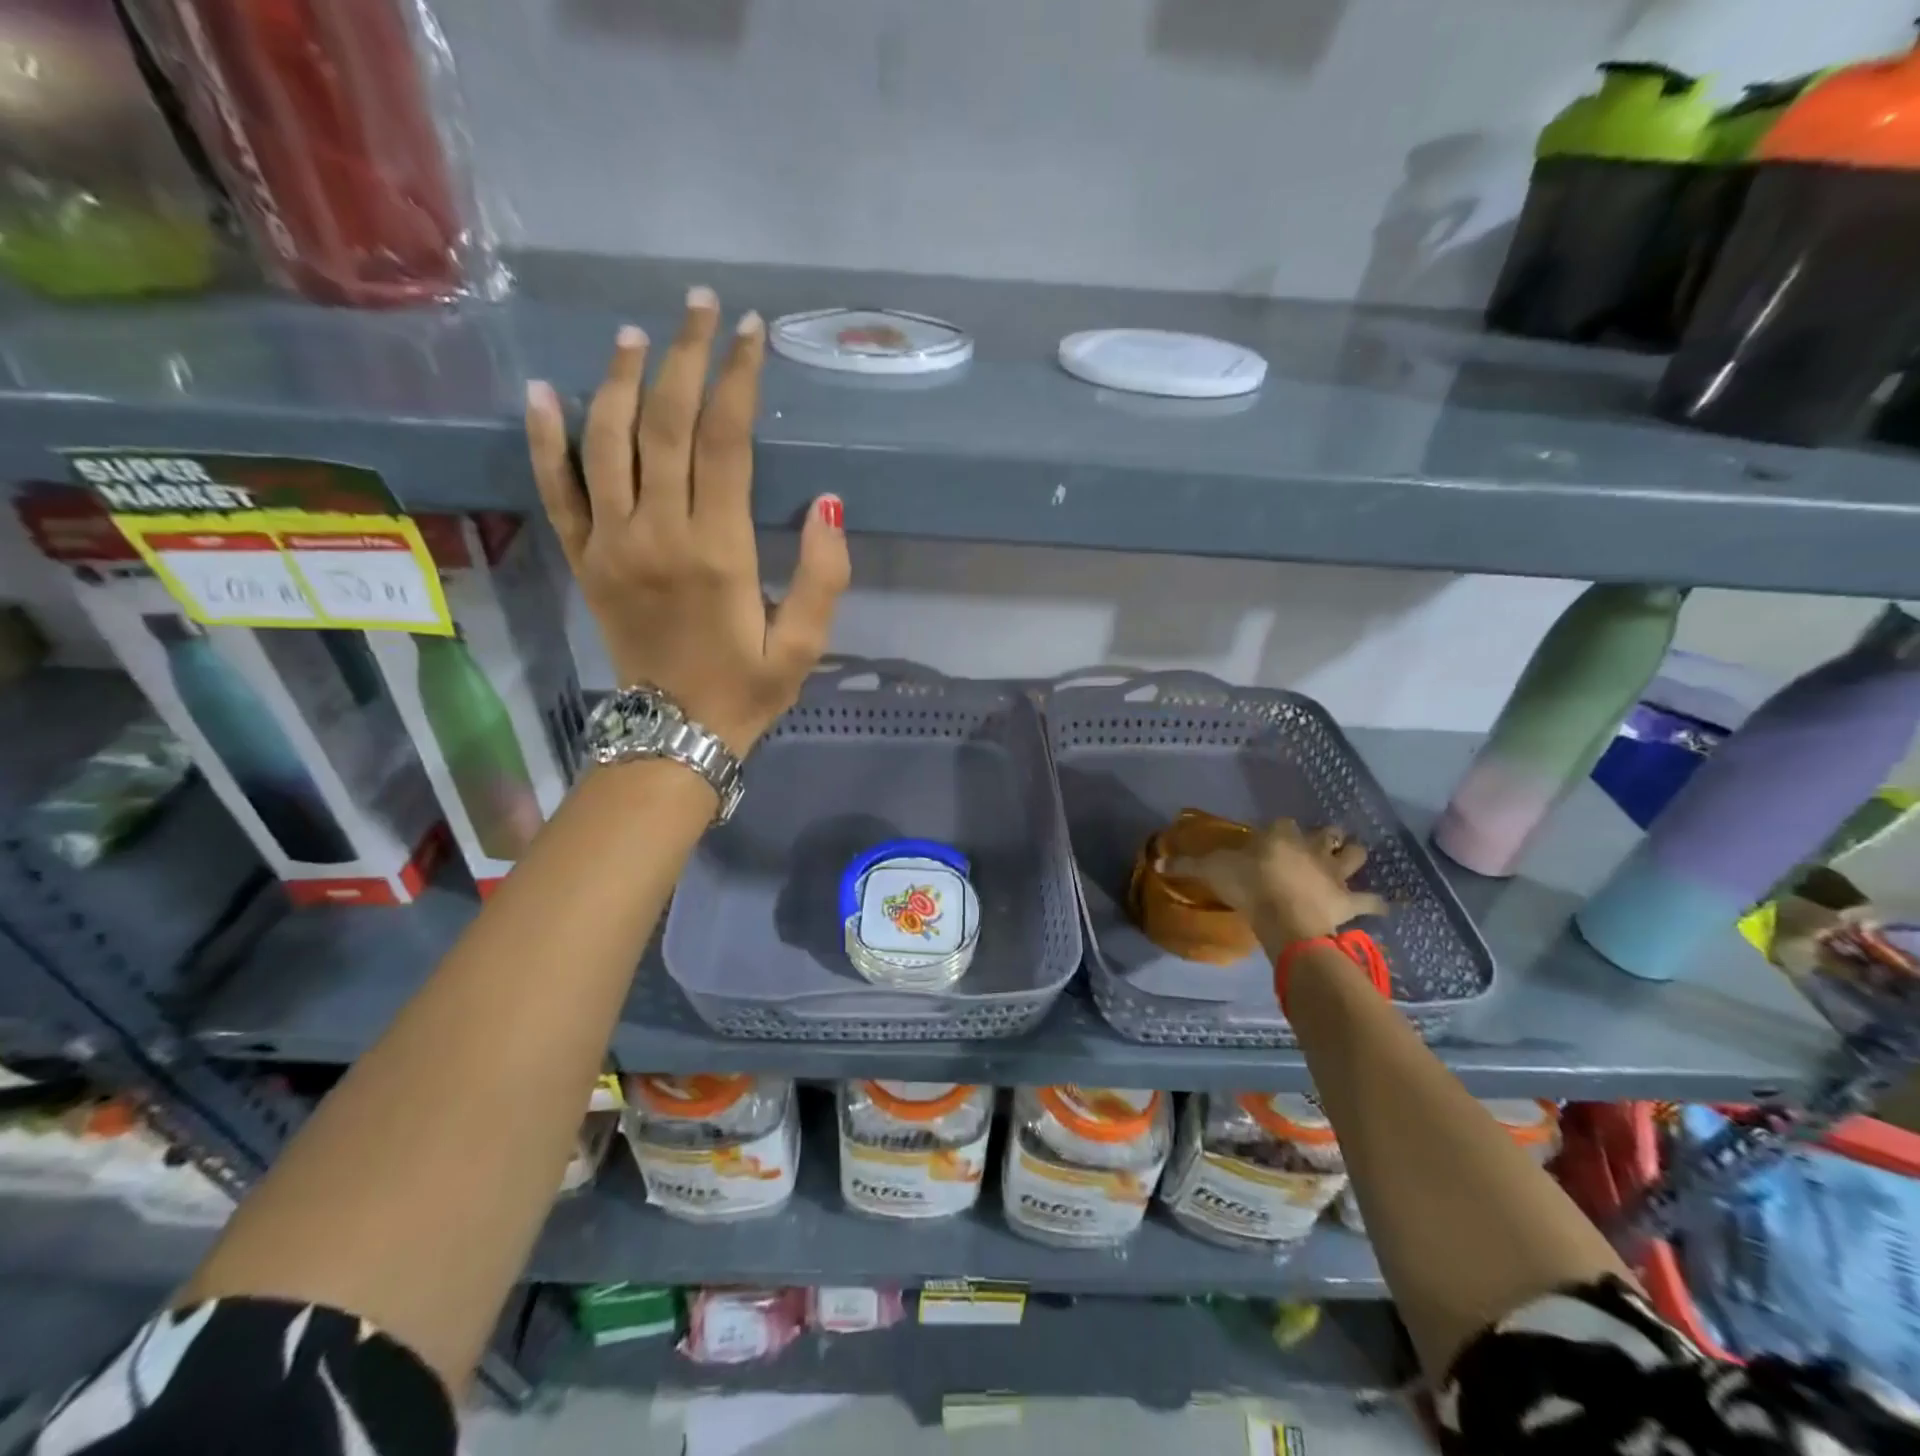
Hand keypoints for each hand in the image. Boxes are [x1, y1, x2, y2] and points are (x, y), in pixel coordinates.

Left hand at [524, 288, 849, 756]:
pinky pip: (556, 491)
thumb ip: (823, 576)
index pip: (725, 441)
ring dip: (622, 381)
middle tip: (702, 306)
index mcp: (717, 550)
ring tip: (638, 335)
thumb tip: (828, 503)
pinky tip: (544, 392)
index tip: (751, 332)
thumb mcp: (804, 645)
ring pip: (607, 441)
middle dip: (686, 356)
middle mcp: (657, 532)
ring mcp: (611, 544)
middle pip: (665, 423)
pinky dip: (545, 440)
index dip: (738, 378)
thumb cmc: (747, 690)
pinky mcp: (584, 561)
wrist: (673, 737)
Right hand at [1165, 819, 1386, 951]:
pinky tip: (1383, 904)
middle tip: (1318, 843)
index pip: (1282, 823)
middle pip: (1327, 832)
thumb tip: (1155, 861)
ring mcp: (1334, 872)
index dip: (1278, 829)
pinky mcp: (1349, 899)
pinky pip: (1372, 900)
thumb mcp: (1211, 871)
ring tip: (1350, 860)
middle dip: (1325, 835)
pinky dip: (1378, 902)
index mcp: (1281, 835)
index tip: (1270, 838)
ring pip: (1356, 855)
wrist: (1284, 914)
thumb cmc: (1247, 885)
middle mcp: (1312, 847)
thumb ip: (1186, 865)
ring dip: (1354, 856)